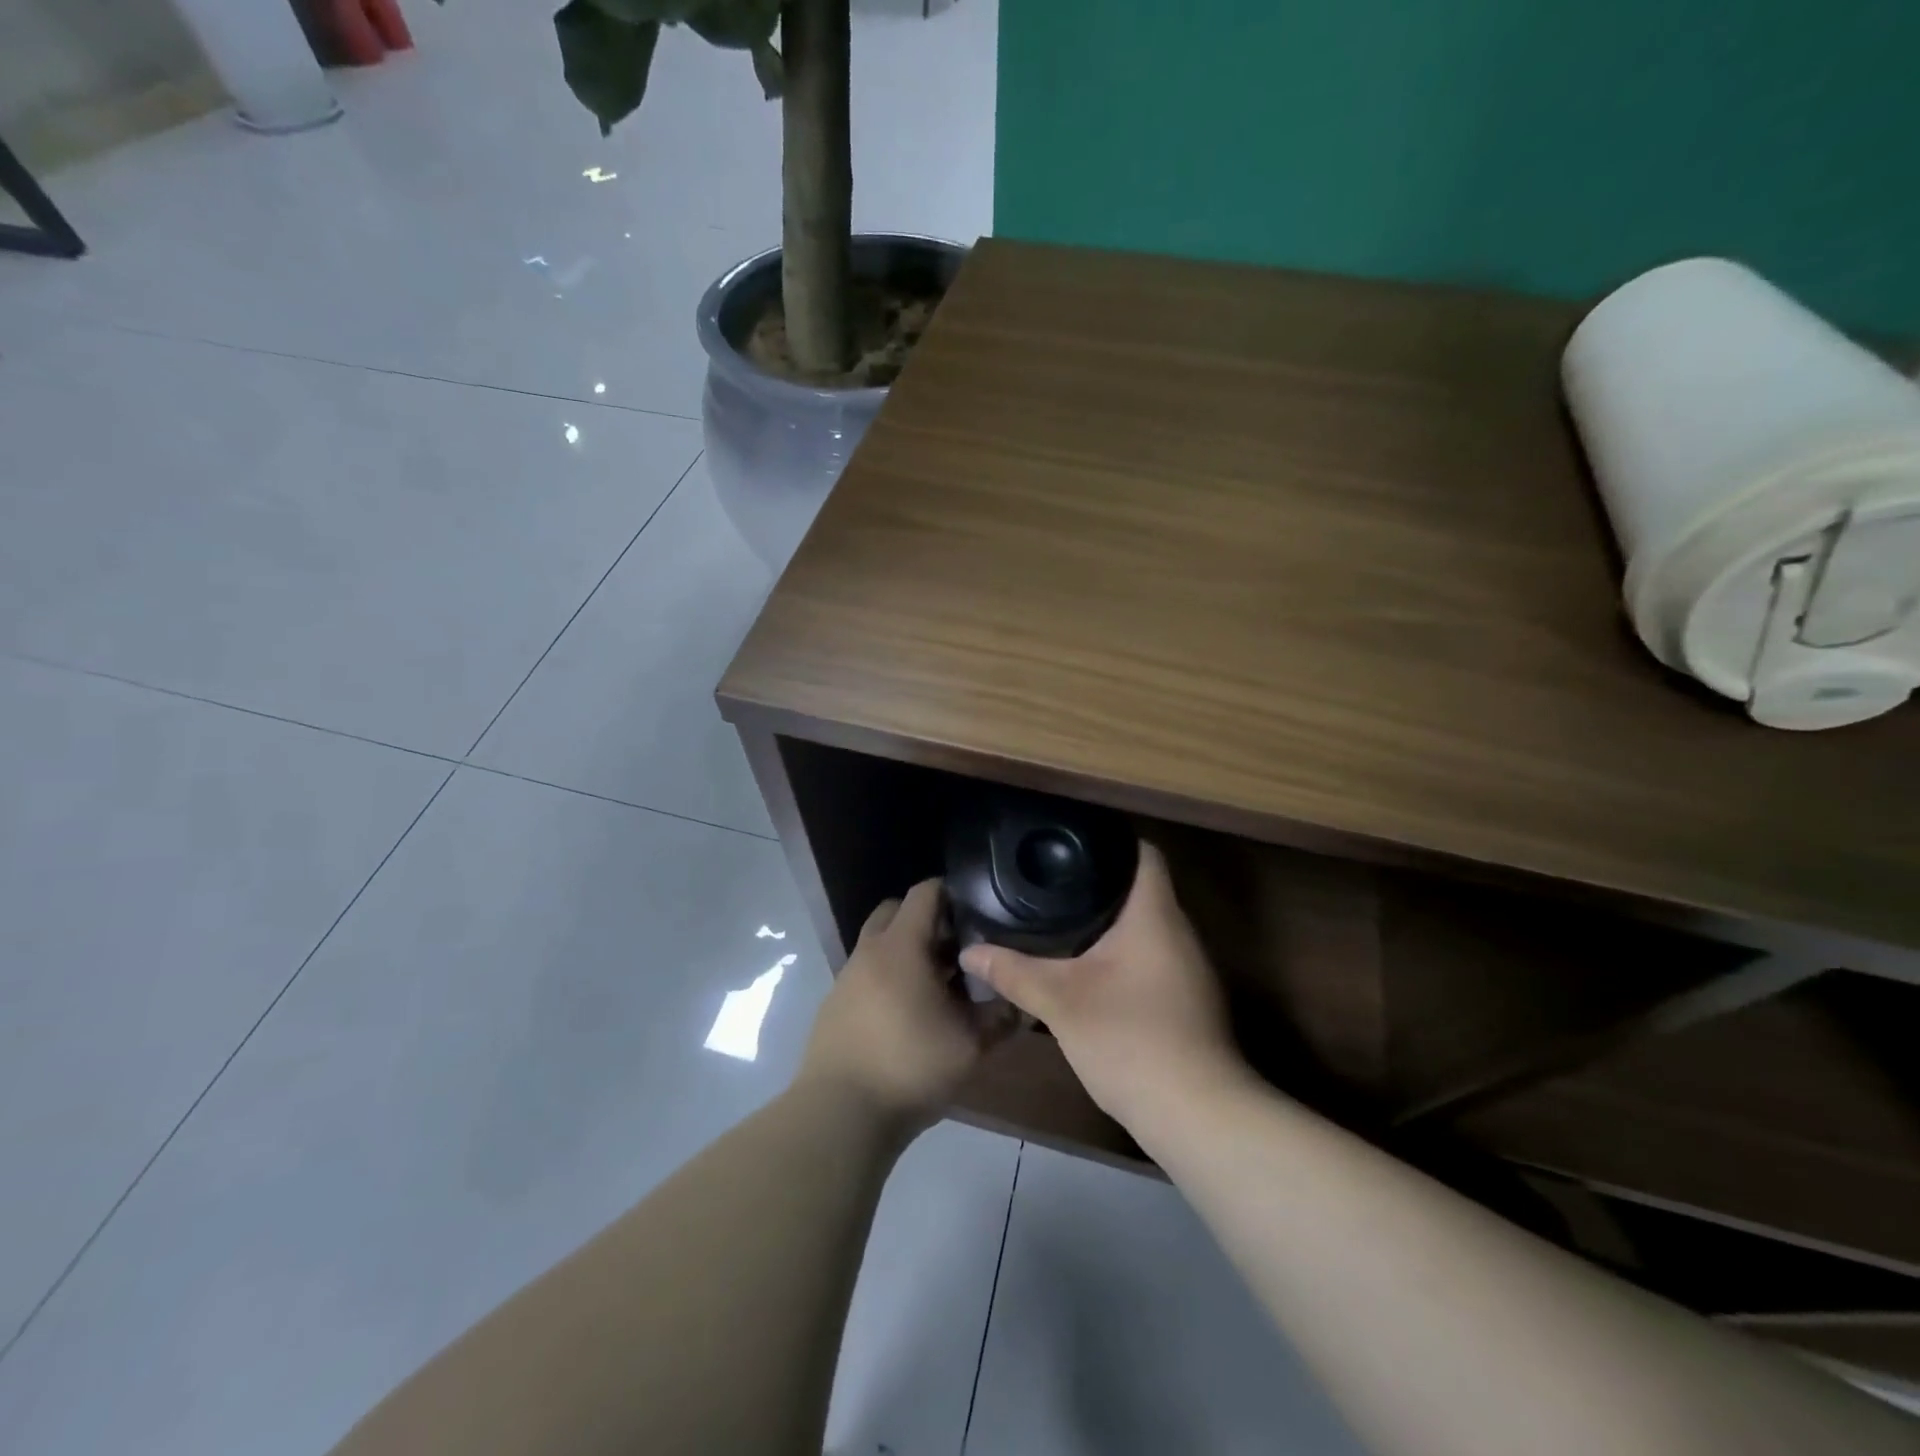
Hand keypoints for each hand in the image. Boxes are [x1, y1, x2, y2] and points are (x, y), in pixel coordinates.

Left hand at [798, 879, 1009, 1131]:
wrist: (841, 1114)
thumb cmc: (910, 1066)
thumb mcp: (970, 1045)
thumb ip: (1000, 1017)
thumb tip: (1020, 1002)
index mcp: (901, 945)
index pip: (925, 892)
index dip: (954, 894)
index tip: (978, 914)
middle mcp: (870, 951)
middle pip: (897, 911)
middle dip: (927, 920)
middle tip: (956, 949)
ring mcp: (847, 977)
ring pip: (879, 944)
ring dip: (907, 952)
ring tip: (937, 987)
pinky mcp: (834, 1004)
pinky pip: (866, 974)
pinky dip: (888, 978)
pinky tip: (907, 1015)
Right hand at [958, 843, 1241, 1132]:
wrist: (1197, 1115)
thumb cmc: (1130, 1039)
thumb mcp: (1061, 1003)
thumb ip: (1014, 972)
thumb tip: (969, 952)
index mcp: (1155, 915)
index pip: (1143, 853)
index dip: (1109, 840)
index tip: (1070, 844)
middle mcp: (1179, 932)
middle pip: (1142, 889)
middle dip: (1099, 883)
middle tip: (1050, 881)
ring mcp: (1189, 968)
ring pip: (1147, 927)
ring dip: (1111, 922)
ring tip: (1062, 917)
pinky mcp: (1188, 1000)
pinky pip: (1152, 957)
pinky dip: (1123, 954)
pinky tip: (1090, 968)